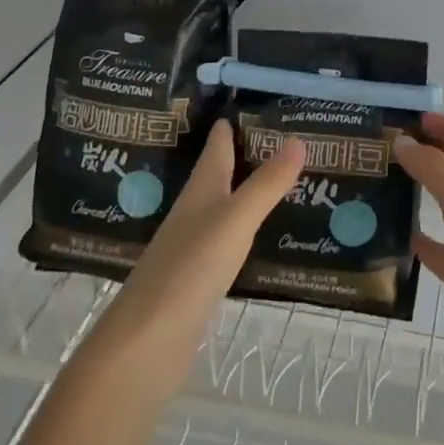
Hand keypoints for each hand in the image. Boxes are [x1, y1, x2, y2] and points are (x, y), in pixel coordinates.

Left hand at [76, 118, 304, 396]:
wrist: (145, 345)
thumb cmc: (189, 269)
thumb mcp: (235, 220)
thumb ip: (267, 183)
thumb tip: (298, 138)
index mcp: (201, 188)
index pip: (218, 143)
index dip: (235, 120)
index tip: (261, 99)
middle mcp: (195, 210)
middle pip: (221, 171)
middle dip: (248, 151)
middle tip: (287, 134)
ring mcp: (193, 245)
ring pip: (225, 204)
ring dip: (248, 189)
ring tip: (284, 176)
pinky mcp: (197, 277)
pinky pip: (228, 238)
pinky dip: (247, 227)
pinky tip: (263, 232)